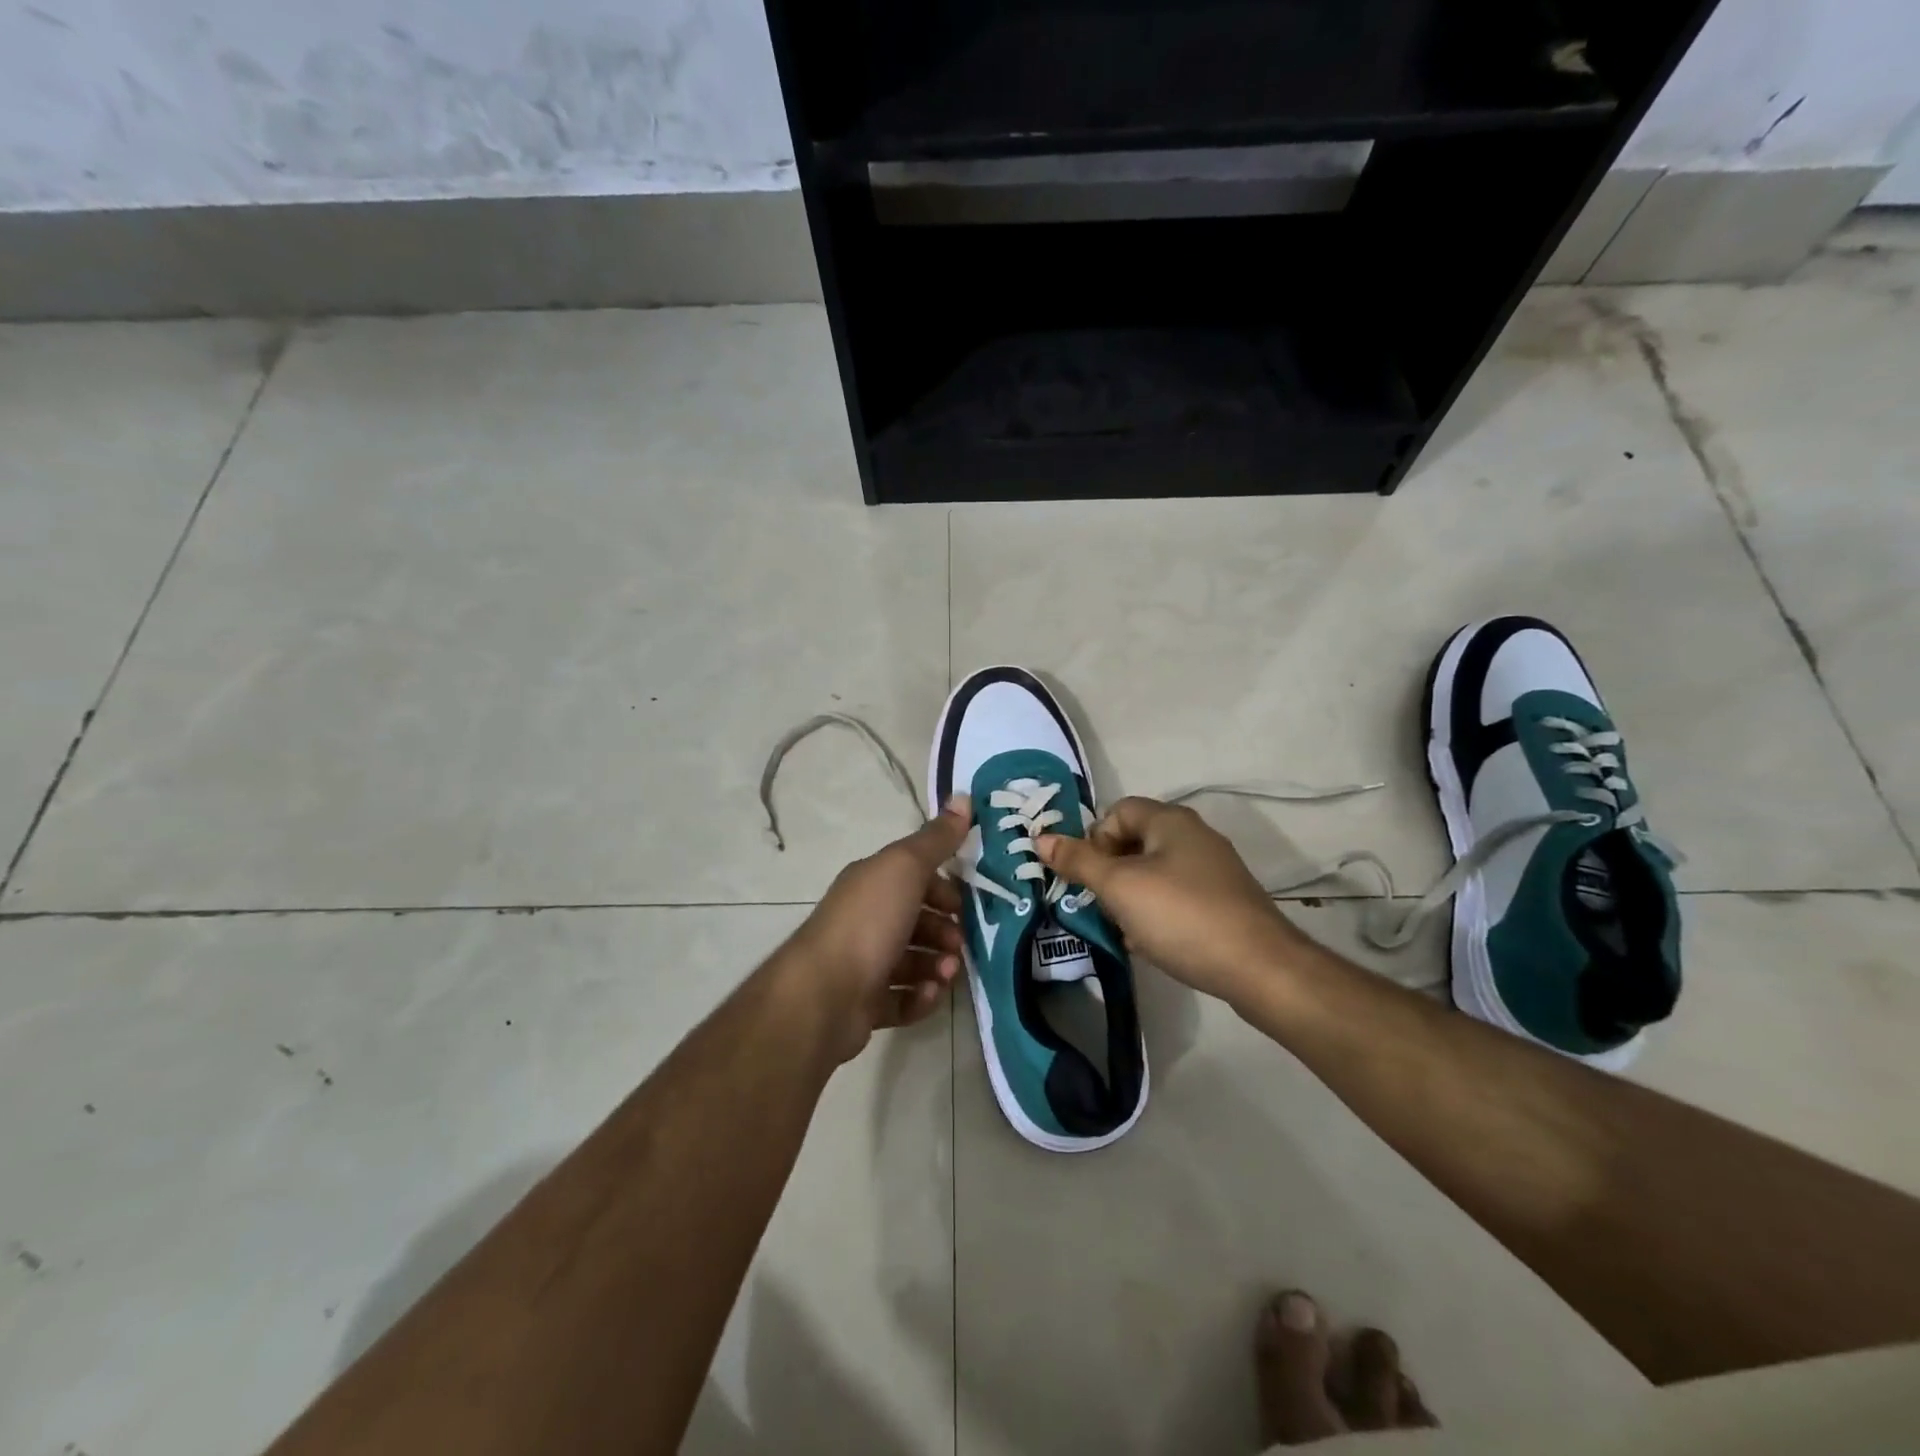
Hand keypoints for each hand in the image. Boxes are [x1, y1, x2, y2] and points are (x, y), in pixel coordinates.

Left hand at [781, 795, 971, 1063]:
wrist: (824, 994)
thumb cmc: (868, 923)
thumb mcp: (905, 868)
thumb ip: (936, 839)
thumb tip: (964, 797)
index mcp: (871, 883)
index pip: (913, 878)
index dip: (943, 887)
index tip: (964, 904)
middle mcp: (865, 919)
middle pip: (915, 921)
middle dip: (944, 931)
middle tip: (958, 945)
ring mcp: (863, 963)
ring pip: (912, 961)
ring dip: (937, 966)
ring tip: (947, 974)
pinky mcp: (864, 1004)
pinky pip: (902, 998)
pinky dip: (920, 997)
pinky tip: (929, 995)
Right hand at [1036, 797, 1301, 1003]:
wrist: (1259, 968)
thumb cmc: (1181, 916)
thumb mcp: (1120, 887)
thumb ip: (1078, 861)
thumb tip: (1041, 838)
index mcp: (1170, 821)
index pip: (1117, 811)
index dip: (1094, 838)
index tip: (1088, 875)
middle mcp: (1194, 836)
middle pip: (1134, 841)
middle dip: (1109, 871)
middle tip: (1099, 903)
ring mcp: (1212, 870)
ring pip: (1153, 873)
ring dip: (1129, 896)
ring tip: (1121, 927)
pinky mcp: (1222, 902)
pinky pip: (1175, 897)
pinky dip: (1155, 913)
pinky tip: (1149, 942)